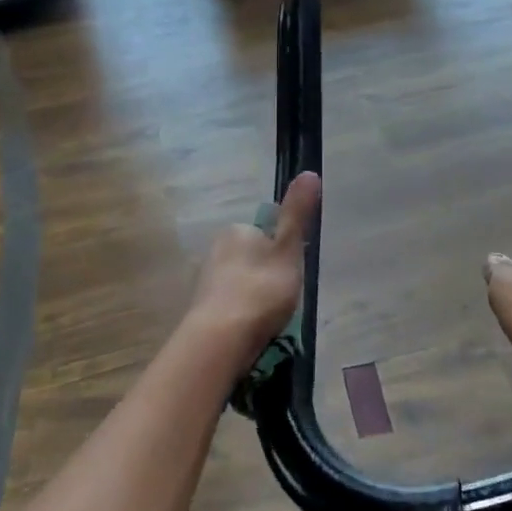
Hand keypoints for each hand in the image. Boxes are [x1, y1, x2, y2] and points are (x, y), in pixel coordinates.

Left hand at [185, 172, 320, 361]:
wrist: (221, 339)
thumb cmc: (261, 290)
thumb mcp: (287, 250)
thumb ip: (297, 214)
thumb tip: (310, 172)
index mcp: (236, 231)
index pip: (264, 233)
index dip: (282, 252)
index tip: (292, 273)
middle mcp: (215, 250)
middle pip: (251, 259)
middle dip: (266, 275)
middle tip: (283, 299)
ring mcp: (205, 281)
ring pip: (239, 283)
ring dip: (253, 297)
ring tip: (270, 319)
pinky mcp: (201, 310)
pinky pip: (229, 306)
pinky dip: (241, 315)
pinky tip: (251, 331)